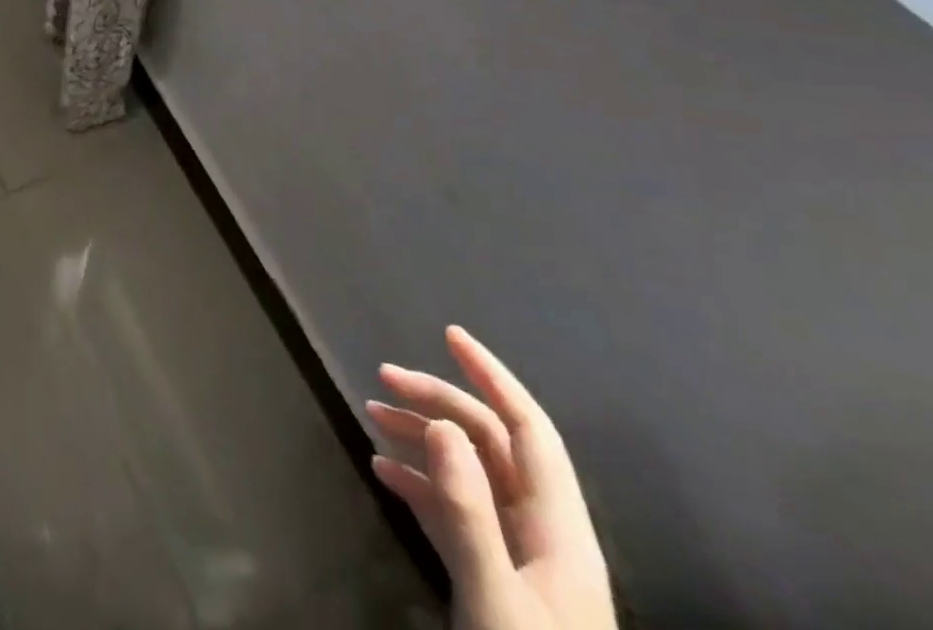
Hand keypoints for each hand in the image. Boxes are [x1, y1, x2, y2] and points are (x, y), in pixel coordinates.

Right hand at [368, 326, 614, 629]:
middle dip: (438, 401)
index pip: (529, 429)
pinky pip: (453, 510)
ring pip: (468, 472)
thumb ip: (469, 511)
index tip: (449, 334)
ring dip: (422, 437)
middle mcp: (541, 533)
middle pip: (489, 443)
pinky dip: (418, 482)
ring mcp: (516, 557)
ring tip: (373, 415)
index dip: (493, 376)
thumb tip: (442, 423)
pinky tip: (382, 471)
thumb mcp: (494, 597)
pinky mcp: (491, 578)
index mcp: (559, 531)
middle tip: (383, 377)